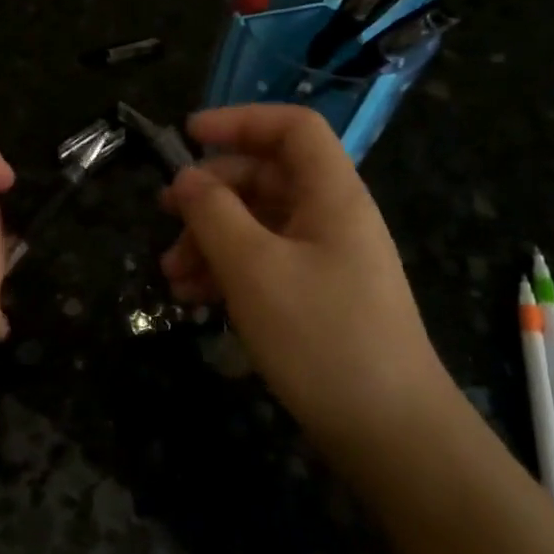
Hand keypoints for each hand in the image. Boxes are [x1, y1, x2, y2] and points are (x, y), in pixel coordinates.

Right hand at [160, 105, 452, 453]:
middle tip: (164, 214)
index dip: (240, 121)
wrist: (389, 432)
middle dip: (210, 193)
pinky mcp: (317, 296)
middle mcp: (331, 217)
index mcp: (331, 195)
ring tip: (171, 275)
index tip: (187, 135)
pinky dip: (227, 271)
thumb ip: (213, 213)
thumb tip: (184, 178)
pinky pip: (265, 263)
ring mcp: (325, 259)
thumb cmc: (322, 336)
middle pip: (265, 177)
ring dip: (209, 240)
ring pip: (258, 224)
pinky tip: (192, 298)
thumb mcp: (254, 269)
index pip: (292, 128)